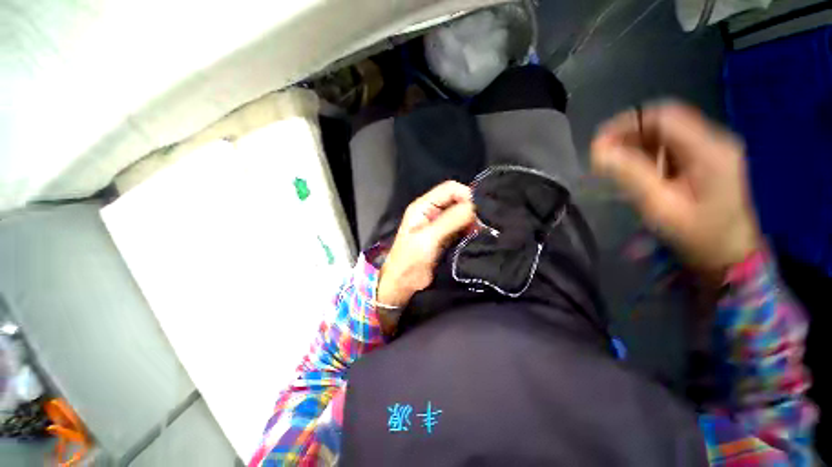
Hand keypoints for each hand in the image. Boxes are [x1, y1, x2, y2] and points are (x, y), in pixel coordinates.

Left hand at [376, 181, 475, 313]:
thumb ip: (450, 220)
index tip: (480, 209)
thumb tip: (474, 206)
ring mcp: (438, 224)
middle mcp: (432, 211)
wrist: (403, 283)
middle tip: (483, 222)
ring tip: (482, 229)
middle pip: (456, 200)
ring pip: (460, 213)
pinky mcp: (445, 236)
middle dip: (470, 207)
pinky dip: (470, 229)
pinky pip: (460, 226)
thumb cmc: (411, 258)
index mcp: (423, 206)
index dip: (466, 194)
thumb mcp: (429, 237)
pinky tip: (477, 235)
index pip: (449, 189)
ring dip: (471, 219)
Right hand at [591, 102, 760, 271]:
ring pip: (667, 132)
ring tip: (614, 163)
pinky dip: (648, 152)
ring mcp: (713, 148)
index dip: (628, 123)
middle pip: (665, 121)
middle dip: (629, 134)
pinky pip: (672, 145)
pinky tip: (636, 169)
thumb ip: (630, 174)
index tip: (599, 142)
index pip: (664, 116)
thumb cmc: (697, 235)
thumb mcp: (659, 205)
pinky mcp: (708, 158)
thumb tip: (599, 151)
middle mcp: (714, 140)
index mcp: (709, 149)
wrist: (729, 254)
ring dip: (636, 143)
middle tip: (602, 155)